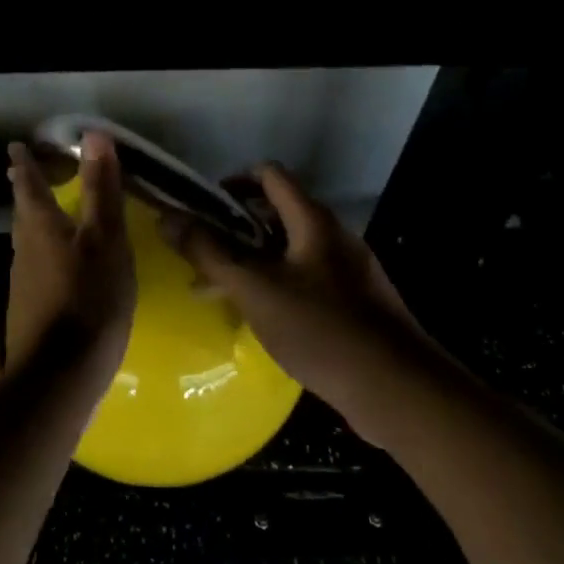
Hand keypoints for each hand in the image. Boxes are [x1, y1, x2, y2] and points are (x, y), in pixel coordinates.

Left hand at [4, 132, 136, 375]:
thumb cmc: (88, 298)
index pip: (28, 184)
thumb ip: (101, 190)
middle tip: (25, 173)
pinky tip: (59, 267)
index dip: (24, 163)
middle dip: (25, 191)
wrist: (59, 375)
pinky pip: (36, 268)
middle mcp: (24, 250)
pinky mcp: (29, 311)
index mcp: (41, 227)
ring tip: (45, 214)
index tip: (15, 146)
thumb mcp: (105, 240)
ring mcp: (23, 283)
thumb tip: (92, 134)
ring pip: (27, 241)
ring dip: (33, 222)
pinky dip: (44, 254)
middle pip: (23, 213)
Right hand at [160, 163, 434, 415]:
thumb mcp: (254, 289)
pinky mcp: (354, 300)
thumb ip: (208, 252)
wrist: (395, 388)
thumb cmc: (319, 329)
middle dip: (234, 227)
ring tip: (218, 289)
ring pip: (289, 249)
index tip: (202, 208)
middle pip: (277, 211)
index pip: (269, 175)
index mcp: (313, 221)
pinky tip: (257, 316)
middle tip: (202, 253)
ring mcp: (348, 268)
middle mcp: (334, 235)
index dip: (232, 182)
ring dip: (251, 259)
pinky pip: (305, 277)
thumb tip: (167, 216)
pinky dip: (275, 282)